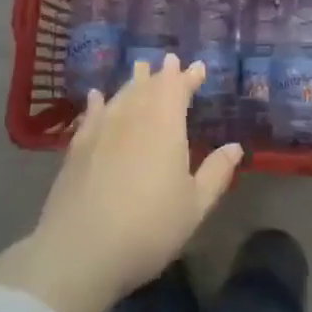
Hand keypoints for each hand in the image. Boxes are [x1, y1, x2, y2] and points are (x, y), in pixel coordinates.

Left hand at [0, 56, 243, 311]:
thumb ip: (216, 173)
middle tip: (169, 62)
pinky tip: (97, 96)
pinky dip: (97, 102)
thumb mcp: (194, 206)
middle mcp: (132, 119)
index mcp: (165, 127)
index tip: (197, 67)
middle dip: (161, 74)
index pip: (177, 91)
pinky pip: (91, 115)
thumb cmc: (149, 229)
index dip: (188, 78)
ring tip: (140, 70)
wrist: (81, 250)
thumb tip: (235, 147)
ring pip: (120, 96)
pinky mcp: (76, 148)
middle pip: (148, 88)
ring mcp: (101, 131)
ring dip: (133, 82)